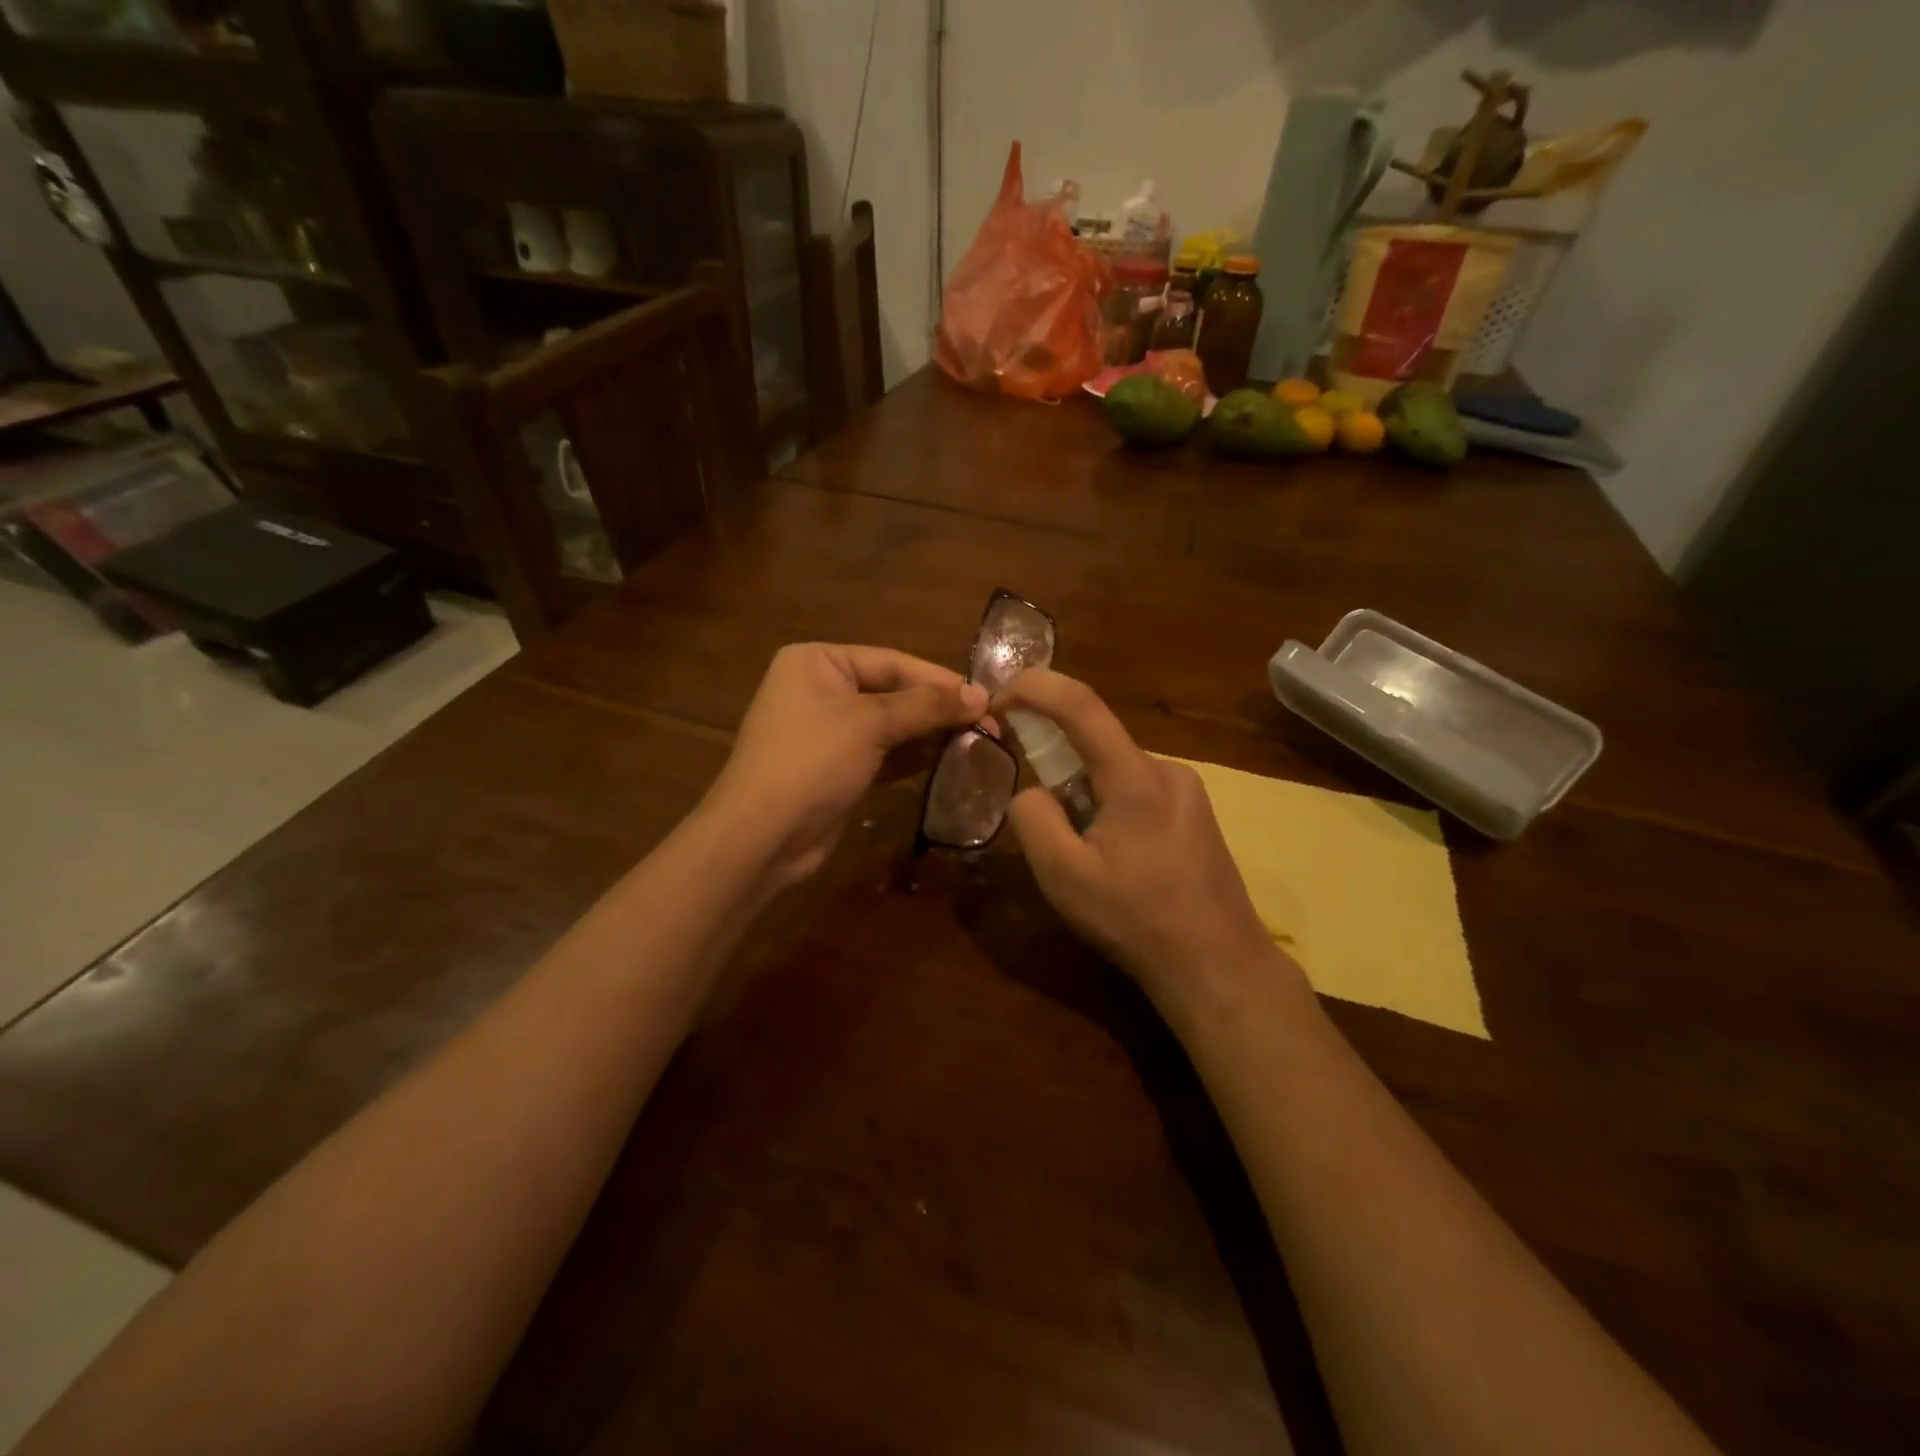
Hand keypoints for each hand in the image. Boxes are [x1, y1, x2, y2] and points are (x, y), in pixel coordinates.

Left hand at [703, 643, 986, 890]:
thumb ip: (926, 706)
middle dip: (937, 709)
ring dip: (929, 734)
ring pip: (890, 725)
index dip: (940, 680)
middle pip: (893, 691)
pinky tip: (948, 760)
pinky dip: (912, 757)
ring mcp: (827, 731)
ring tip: (977, 741)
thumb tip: (980, 695)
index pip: (892, 662)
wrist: (761, 836)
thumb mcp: (870, 724)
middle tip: (988, 723)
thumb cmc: (811, 762)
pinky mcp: (836, 767)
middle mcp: (820, 689)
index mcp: (818, 661)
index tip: (986, 698)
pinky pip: (882, 753)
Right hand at [992, 670, 1304, 1010]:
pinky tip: (1116, 859)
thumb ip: (1033, 819)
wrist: (1218, 966)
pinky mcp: (1196, 813)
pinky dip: (1110, 805)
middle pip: (1097, 743)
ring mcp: (1188, 791)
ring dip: (1085, 792)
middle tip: (1041, 817)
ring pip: (1116, 770)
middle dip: (1056, 763)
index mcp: (1136, 778)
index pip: (1081, 704)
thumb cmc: (1137, 921)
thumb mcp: (1064, 877)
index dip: (1034, 687)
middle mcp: (1168, 770)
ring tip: (1085, 855)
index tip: (997, 697)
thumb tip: (1030, 790)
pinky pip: (1138, 790)